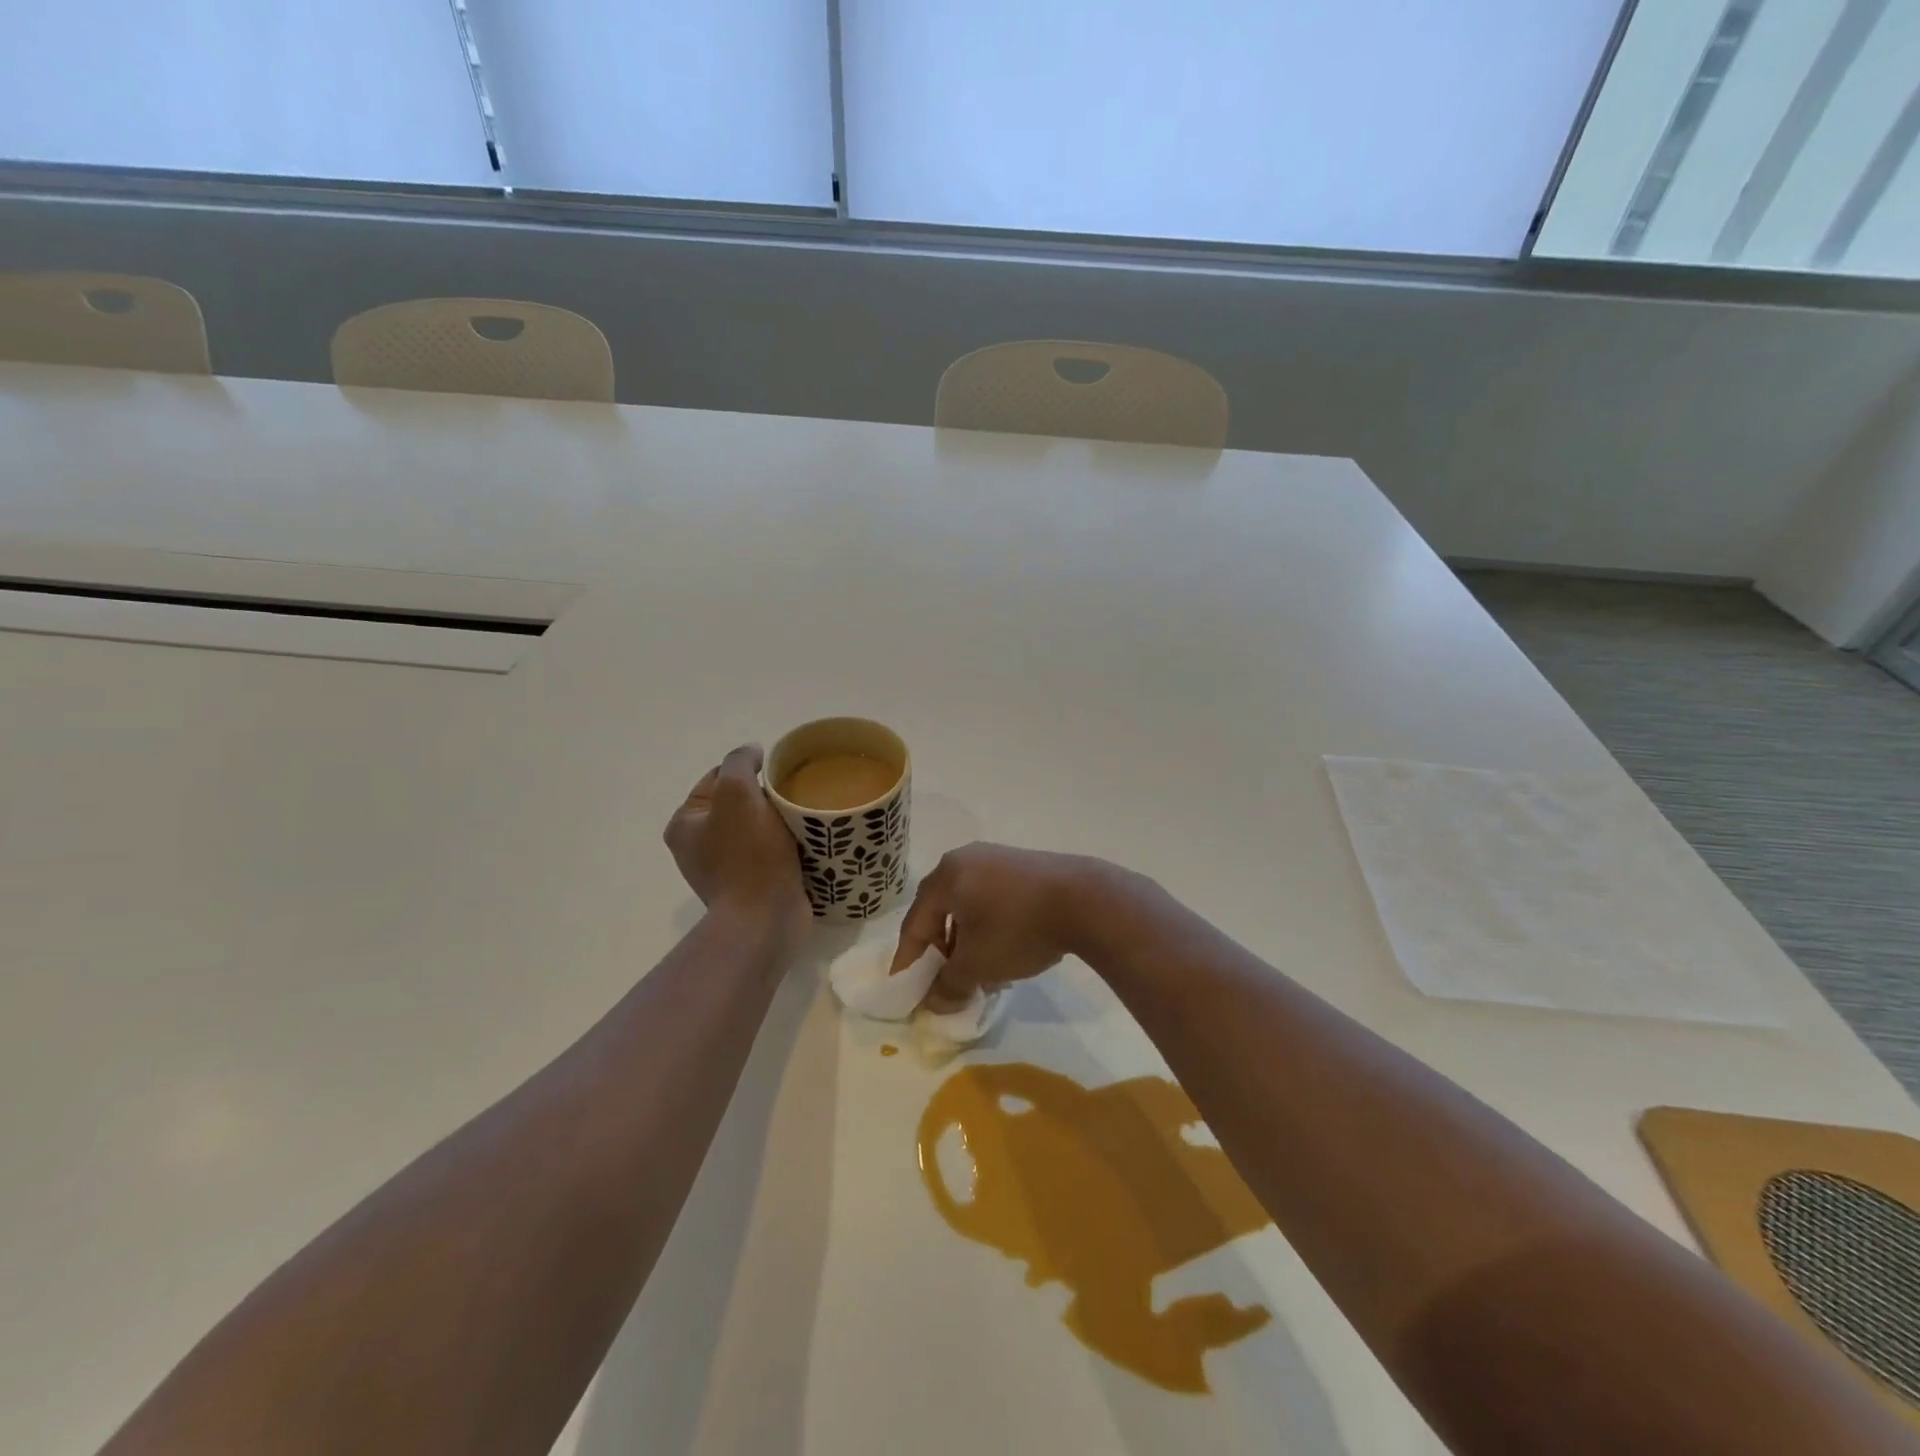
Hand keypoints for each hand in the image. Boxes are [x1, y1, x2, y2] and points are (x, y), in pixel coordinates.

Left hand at [665, 745, 808, 938]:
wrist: (766, 919)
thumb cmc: (747, 855)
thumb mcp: (737, 793)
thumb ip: (740, 762)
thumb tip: (752, 752)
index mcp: (684, 824)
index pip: (718, 777)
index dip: (749, 770)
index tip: (777, 775)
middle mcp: (698, 846)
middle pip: (739, 802)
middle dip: (766, 796)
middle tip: (793, 796)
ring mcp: (724, 868)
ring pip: (758, 826)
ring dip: (779, 820)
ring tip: (803, 818)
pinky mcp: (751, 885)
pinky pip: (770, 851)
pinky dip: (786, 843)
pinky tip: (804, 841)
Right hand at [894, 843, 1109, 1005]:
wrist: (1084, 899)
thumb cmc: (1017, 928)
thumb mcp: (978, 964)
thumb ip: (949, 985)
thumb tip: (934, 1003)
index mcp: (945, 876)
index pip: (915, 923)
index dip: (908, 959)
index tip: (904, 988)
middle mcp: (965, 859)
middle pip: (940, 910)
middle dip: (940, 949)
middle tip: (942, 979)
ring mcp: (997, 858)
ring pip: (969, 905)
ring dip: (966, 940)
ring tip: (977, 972)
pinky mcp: (1023, 865)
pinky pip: (992, 898)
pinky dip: (989, 926)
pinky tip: (1003, 952)